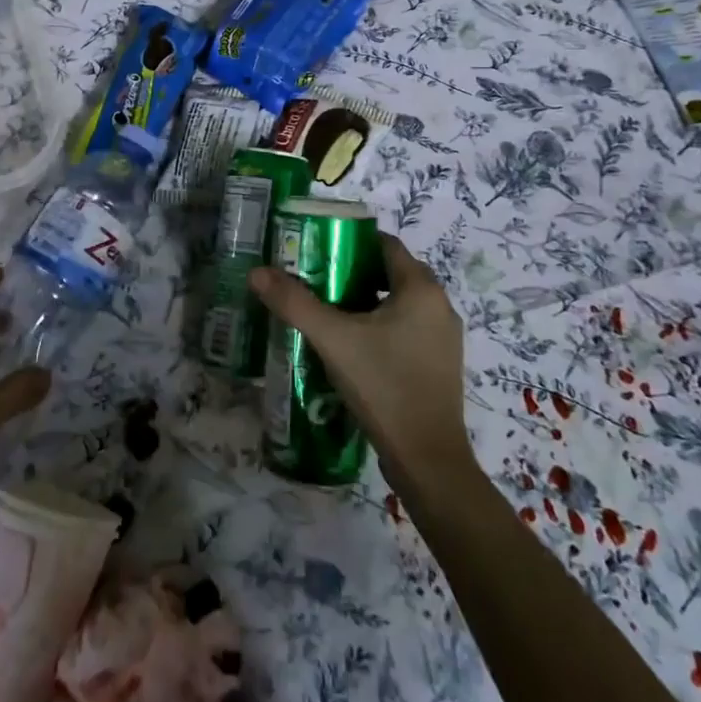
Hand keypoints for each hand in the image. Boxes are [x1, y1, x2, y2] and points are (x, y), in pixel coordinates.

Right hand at [248, 234, 478, 499]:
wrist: (428, 461)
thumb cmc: (384, 386)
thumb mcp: (333, 340)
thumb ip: (295, 303)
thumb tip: (257, 272)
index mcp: (421, 289)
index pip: (385, 244)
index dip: (350, 240)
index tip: (317, 248)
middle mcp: (439, 305)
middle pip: (390, 272)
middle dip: (352, 271)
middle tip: (314, 278)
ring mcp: (443, 338)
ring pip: (398, 302)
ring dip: (365, 300)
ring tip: (326, 310)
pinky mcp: (438, 364)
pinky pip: (406, 328)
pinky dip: (379, 325)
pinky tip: (350, 345)